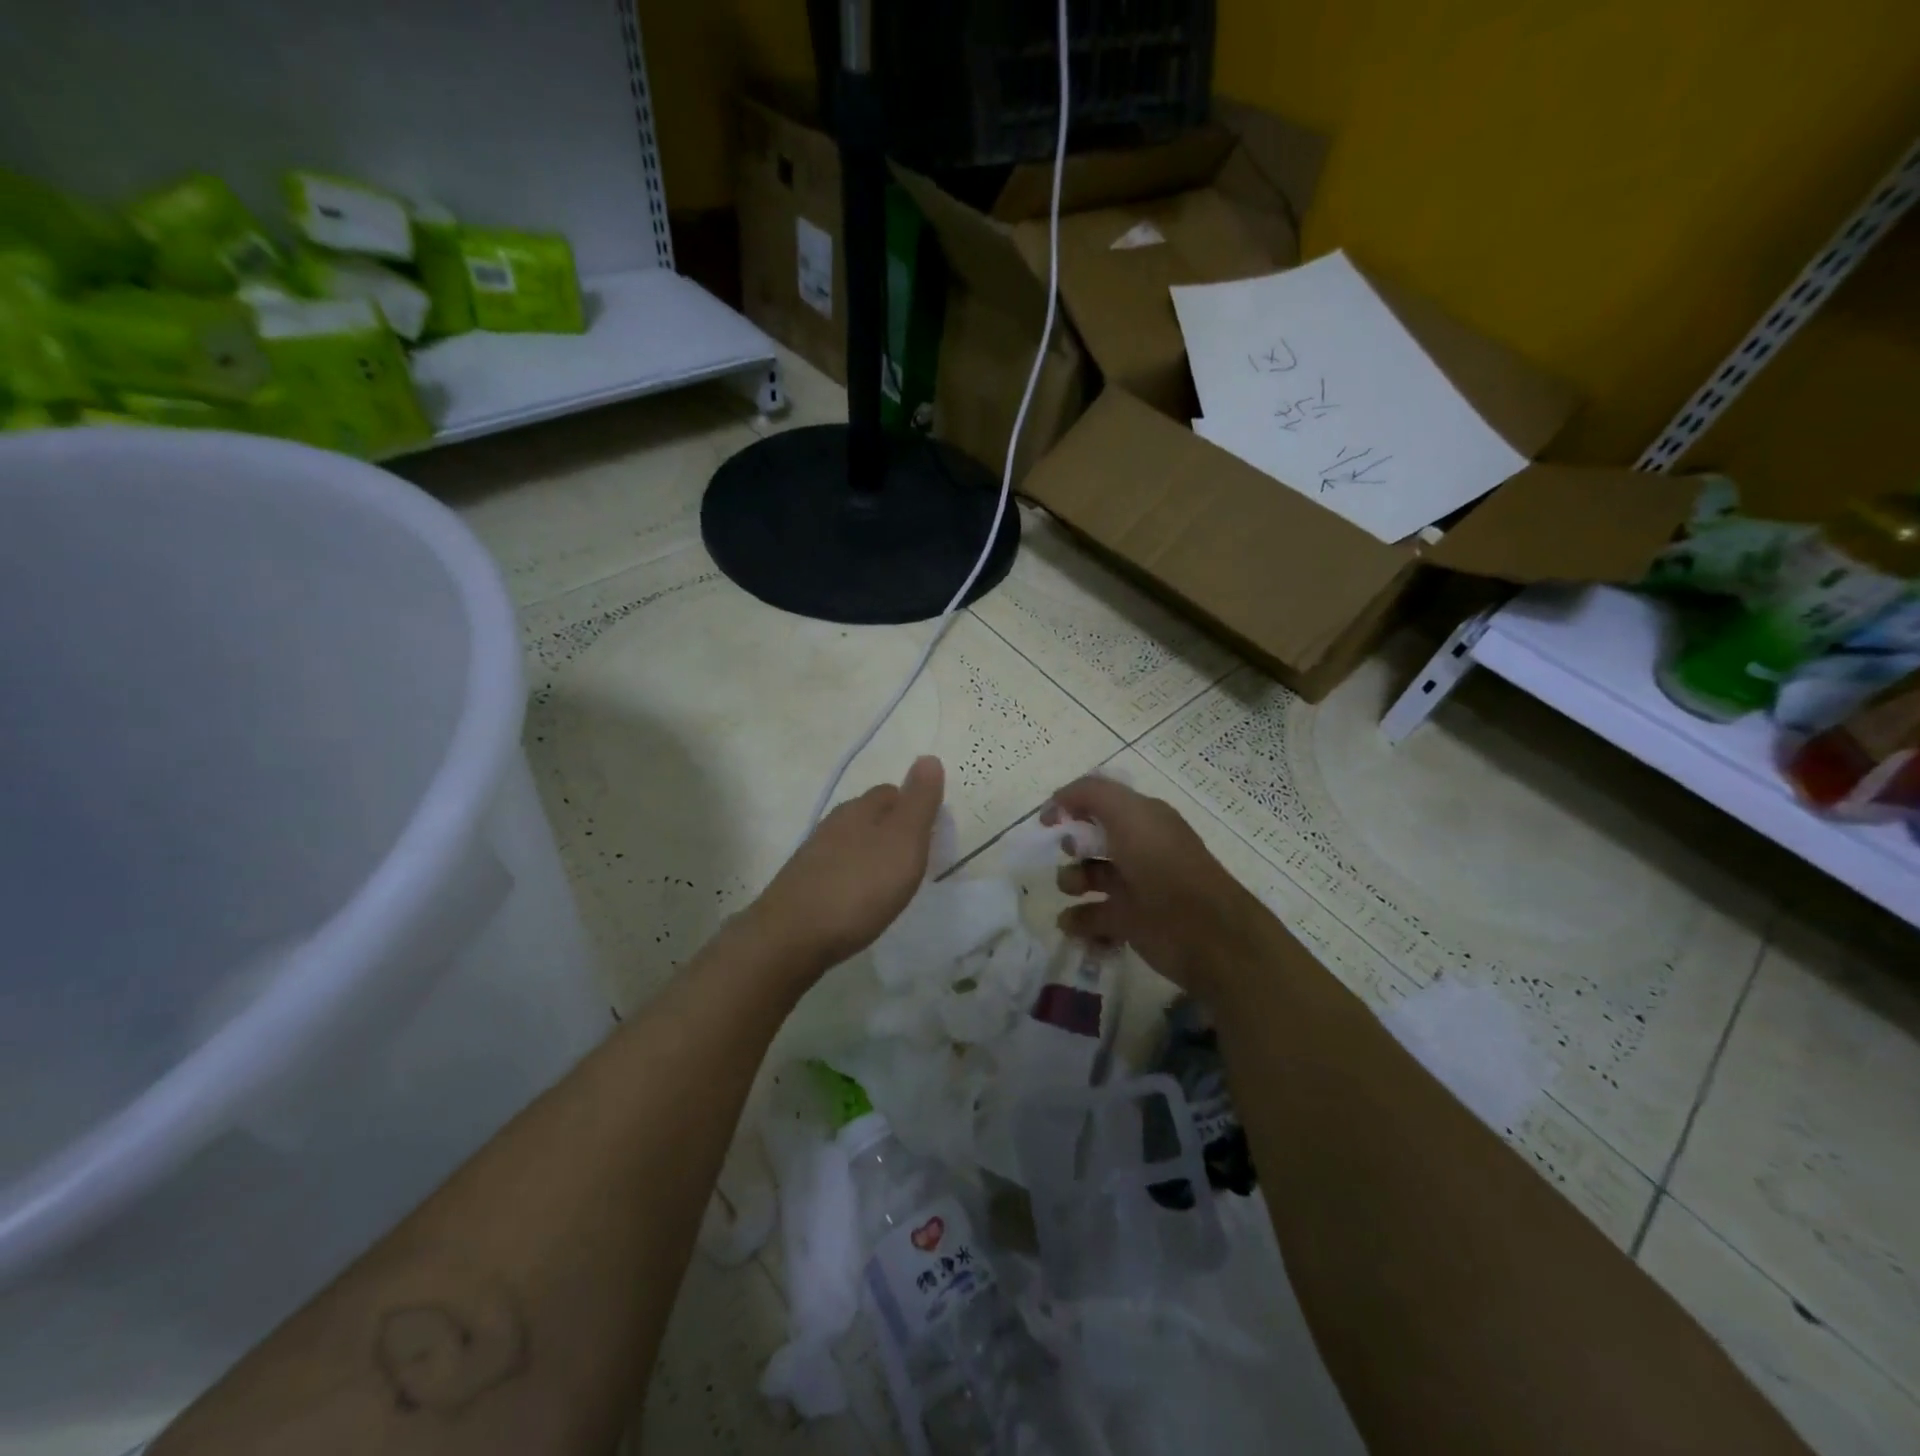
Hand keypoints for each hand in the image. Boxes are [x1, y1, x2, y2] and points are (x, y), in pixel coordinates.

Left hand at [750, 756, 945, 972]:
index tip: (931, 832)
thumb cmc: (859, 887)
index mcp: (860, 809)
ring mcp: (813, 855)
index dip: (913, 806)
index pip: (892, 792)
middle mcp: (833, 824)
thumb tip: (929, 757)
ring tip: (890, 880)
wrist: (792, 937)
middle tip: (914, 857)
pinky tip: (858, 899)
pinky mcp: (802, 885)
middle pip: (869, 815)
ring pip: (851, 842)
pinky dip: (853, 877)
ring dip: (871, 854)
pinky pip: (837, 869)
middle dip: (892, 829)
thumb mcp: (904, 841)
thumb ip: (919, 802)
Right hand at [1046, 775, 1270, 996]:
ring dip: (1071, 881)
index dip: (1072, 805)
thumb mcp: (1129, 815)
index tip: (1048, 821)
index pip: (1101, 801)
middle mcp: (1138, 849)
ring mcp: (1133, 887)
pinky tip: (1072, 924)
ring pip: (1088, 878)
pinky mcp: (1129, 923)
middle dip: (1072, 845)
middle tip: (1070, 854)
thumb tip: (1059, 802)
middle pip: (1092, 840)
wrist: (1203, 933)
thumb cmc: (1164, 866)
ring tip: (1073, 890)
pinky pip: (1092, 918)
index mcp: (1143, 819)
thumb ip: (1092, 795)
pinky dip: (1078, 921)